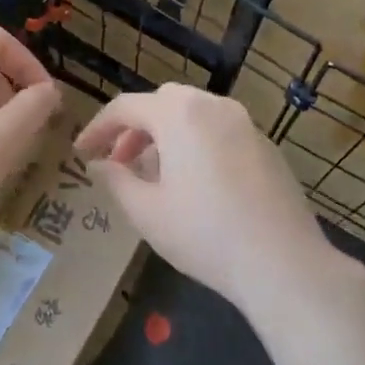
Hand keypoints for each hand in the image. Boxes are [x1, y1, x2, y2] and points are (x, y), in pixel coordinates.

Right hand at [74, 85, 340, 316]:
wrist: (283, 262)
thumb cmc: (204, 235)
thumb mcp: (147, 212)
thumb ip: (116, 181)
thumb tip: (99, 164)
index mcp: (180, 114)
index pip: (127, 107)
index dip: (98, 127)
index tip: (82, 152)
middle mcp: (214, 106)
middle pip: (163, 102)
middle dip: (135, 128)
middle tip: (120, 162)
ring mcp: (246, 123)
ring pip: (194, 114)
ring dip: (167, 135)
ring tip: (155, 176)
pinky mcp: (266, 146)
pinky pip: (220, 131)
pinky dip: (197, 143)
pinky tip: (195, 184)